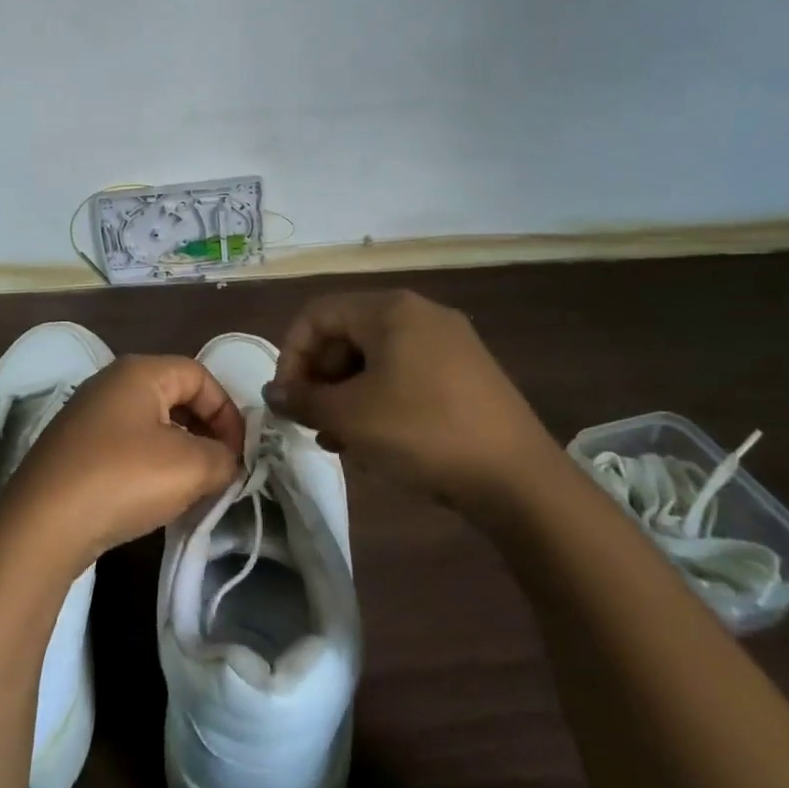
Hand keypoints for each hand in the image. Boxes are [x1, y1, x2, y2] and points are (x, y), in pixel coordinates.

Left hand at [2, 355, 244, 570]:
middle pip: (174, 396)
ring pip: (150, 423)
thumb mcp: (190, 467)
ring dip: (179, 451)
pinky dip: (149, 464)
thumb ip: (223, 458)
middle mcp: (109, 383)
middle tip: (219, 469)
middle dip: (204, 431)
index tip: (238, 454)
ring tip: (191, 487)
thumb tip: (228, 461)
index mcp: (139, 372)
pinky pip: (125, 445)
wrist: (43, 524)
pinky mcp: (73, 448)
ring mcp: (86, 415)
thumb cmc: (123, 478)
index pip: (200, 375)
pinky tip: (153, 496)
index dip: (227, 412)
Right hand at [264, 289, 562, 507]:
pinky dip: (379, 399)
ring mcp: (448, 343)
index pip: (318, 315)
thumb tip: (272, 393)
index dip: (292, 355)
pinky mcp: (465, 373)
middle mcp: (420, 313)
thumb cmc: (422, 432)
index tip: (287, 400)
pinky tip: (372, 439)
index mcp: (390, 309)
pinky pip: (405, 374)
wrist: (516, 478)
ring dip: (346, 394)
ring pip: (375, 359)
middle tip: (311, 420)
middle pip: (347, 334)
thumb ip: (303, 399)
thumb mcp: (350, 416)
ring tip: (336, 438)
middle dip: (320, 377)